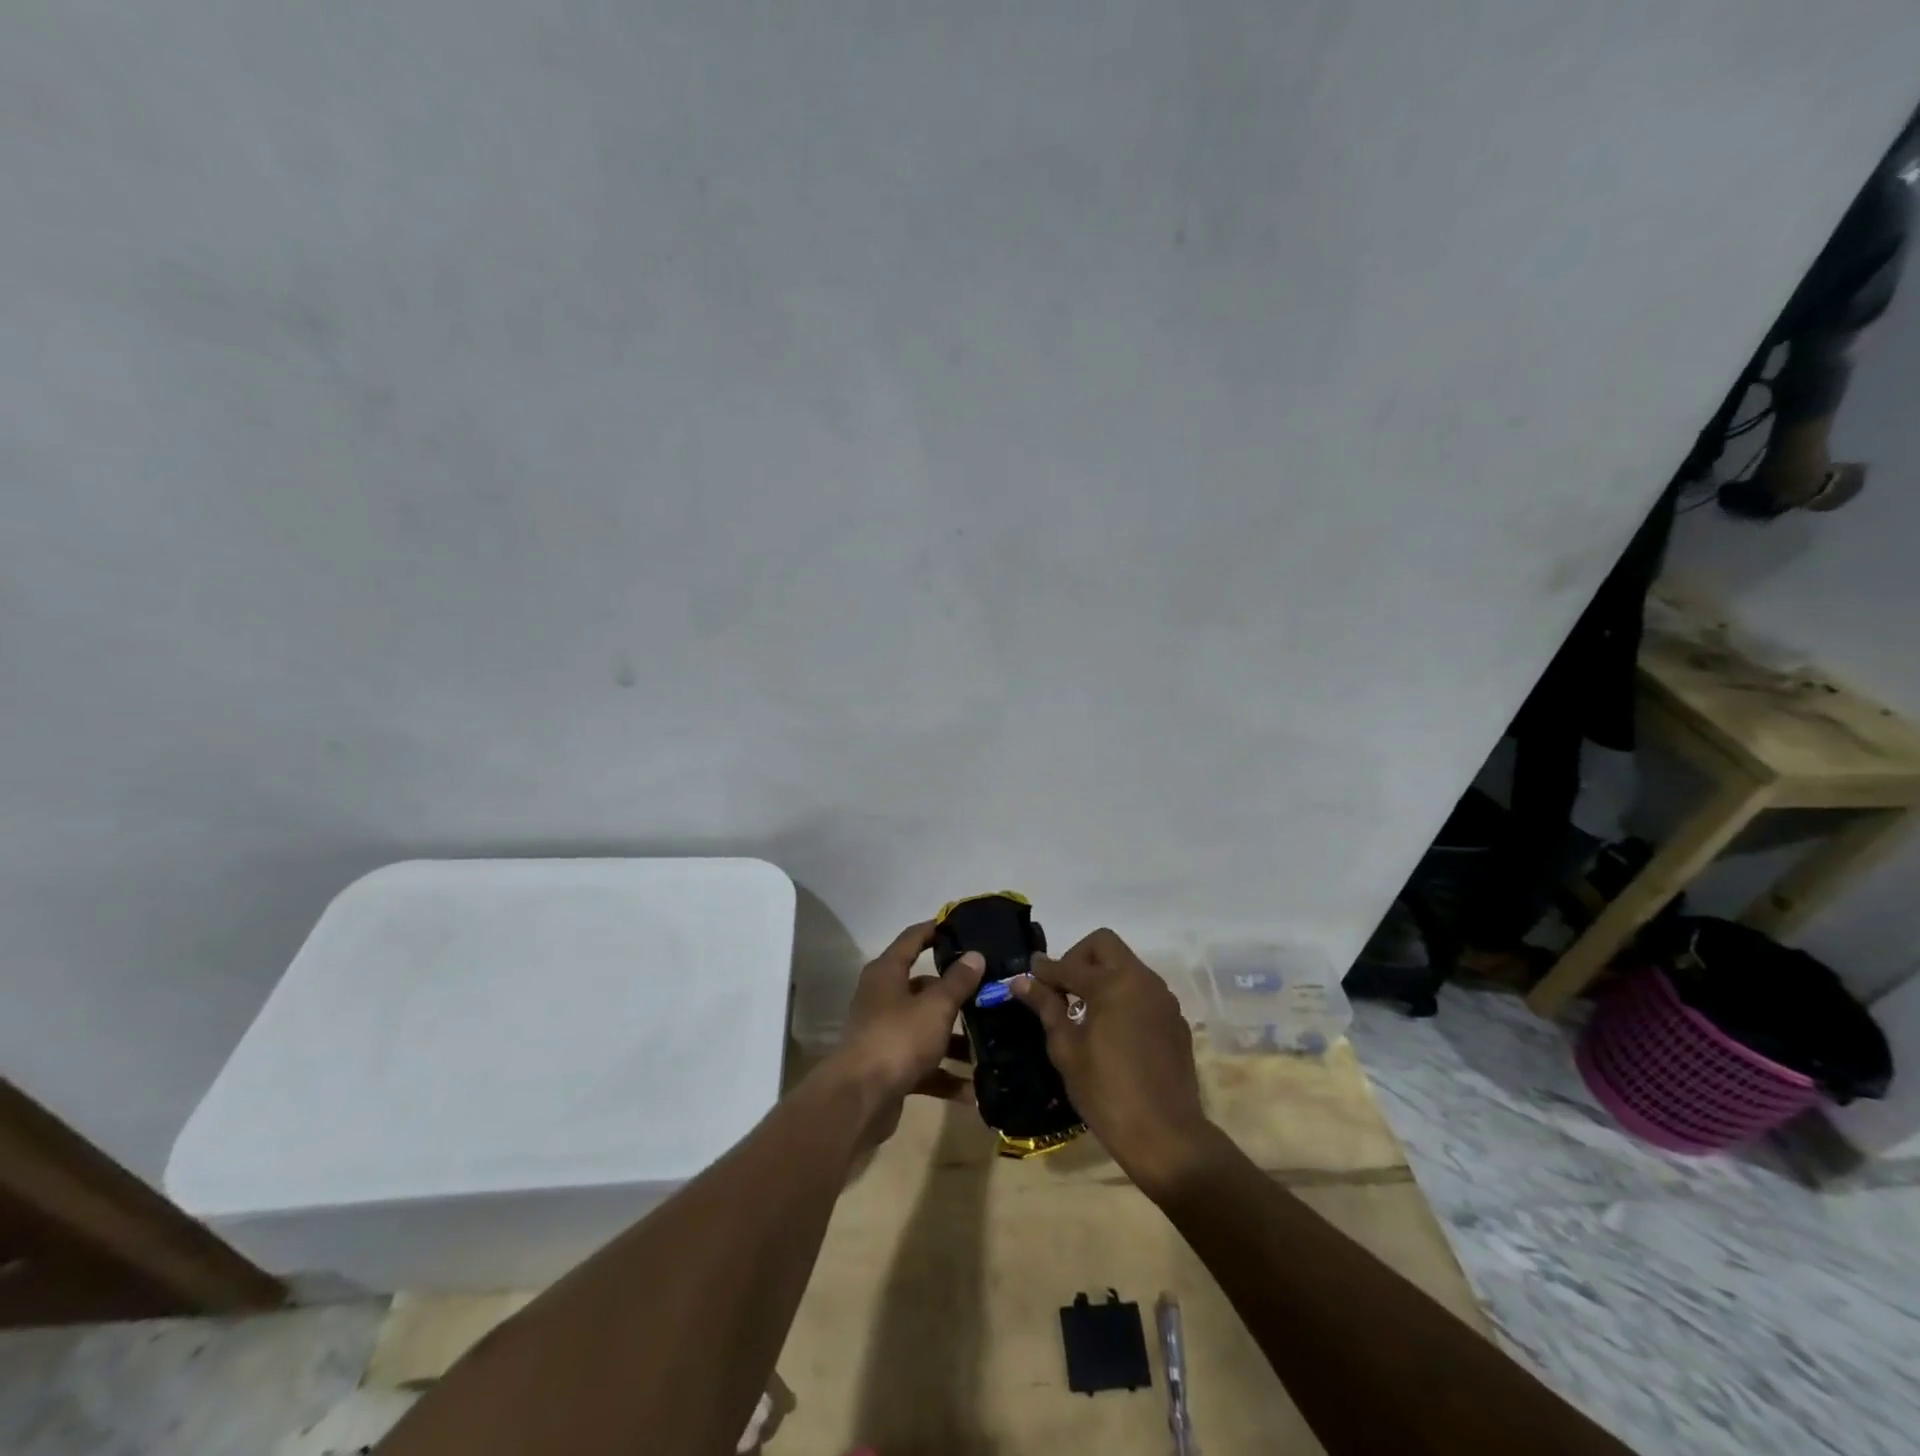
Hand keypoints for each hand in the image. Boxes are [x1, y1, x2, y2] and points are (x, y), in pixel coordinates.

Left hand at [825, 921, 983, 1143]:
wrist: (860, 1099)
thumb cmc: (898, 1038)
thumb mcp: (935, 1006)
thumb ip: (958, 982)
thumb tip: (975, 955)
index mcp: (887, 973)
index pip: (912, 939)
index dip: (935, 930)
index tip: (962, 926)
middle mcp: (883, 998)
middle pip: (924, 988)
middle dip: (956, 993)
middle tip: (991, 991)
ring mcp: (886, 1034)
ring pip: (927, 1028)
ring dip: (956, 1040)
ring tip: (992, 1043)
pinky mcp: (891, 1068)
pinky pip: (925, 1066)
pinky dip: (947, 1076)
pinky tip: (976, 1091)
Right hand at [1011, 928, 1213, 1195]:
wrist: (1166, 1136)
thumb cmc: (1107, 1093)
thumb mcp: (1067, 1050)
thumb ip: (1046, 1007)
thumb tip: (1021, 981)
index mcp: (1113, 983)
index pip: (1070, 964)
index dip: (1045, 969)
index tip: (1028, 976)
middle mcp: (1142, 980)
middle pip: (1105, 945)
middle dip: (1078, 958)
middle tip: (1062, 989)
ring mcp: (1164, 999)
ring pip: (1127, 965)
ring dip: (1103, 975)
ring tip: (1084, 1009)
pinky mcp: (1176, 1020)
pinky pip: (1144, 991)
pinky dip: (1123, 996)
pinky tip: (1113, 1029)